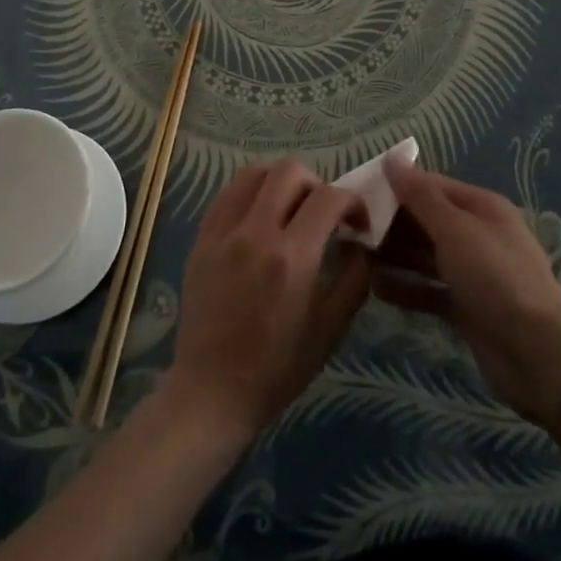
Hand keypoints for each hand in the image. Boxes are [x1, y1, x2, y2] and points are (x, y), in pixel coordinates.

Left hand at [163, 161, 370, 438]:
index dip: (352, 201)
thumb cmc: (279, 367)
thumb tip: (359, 239)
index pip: (329, 198)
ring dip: (281, 181)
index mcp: (291, 258)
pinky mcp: (201, 238)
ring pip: (254, 172)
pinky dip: (251, 193)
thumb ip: (355, 276)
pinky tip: (260, 218)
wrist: (212, 390)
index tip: (358, 222)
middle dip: (317, 184)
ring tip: (290, 210)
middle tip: (323, 213)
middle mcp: (255, 233)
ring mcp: (223, 232)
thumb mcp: (332, 328)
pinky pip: (228, 193)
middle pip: (290, 171)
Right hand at [379, 164, 560, 425]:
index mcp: (480, 207)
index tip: (356, 191)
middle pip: (425, 220)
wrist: (538, 354)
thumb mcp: (455, 229)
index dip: (394, 186)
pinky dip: (405, 288)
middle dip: (390, 222)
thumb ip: (420, 196)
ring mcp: (471, 272)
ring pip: (423, 255)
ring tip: (354, 256)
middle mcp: (476, 234)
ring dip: (393, 254)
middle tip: (348, 227)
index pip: (430, 186)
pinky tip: (375, 288)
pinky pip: (428, 289)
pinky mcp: (465, 306)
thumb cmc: (495, 278)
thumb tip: (393, 159)